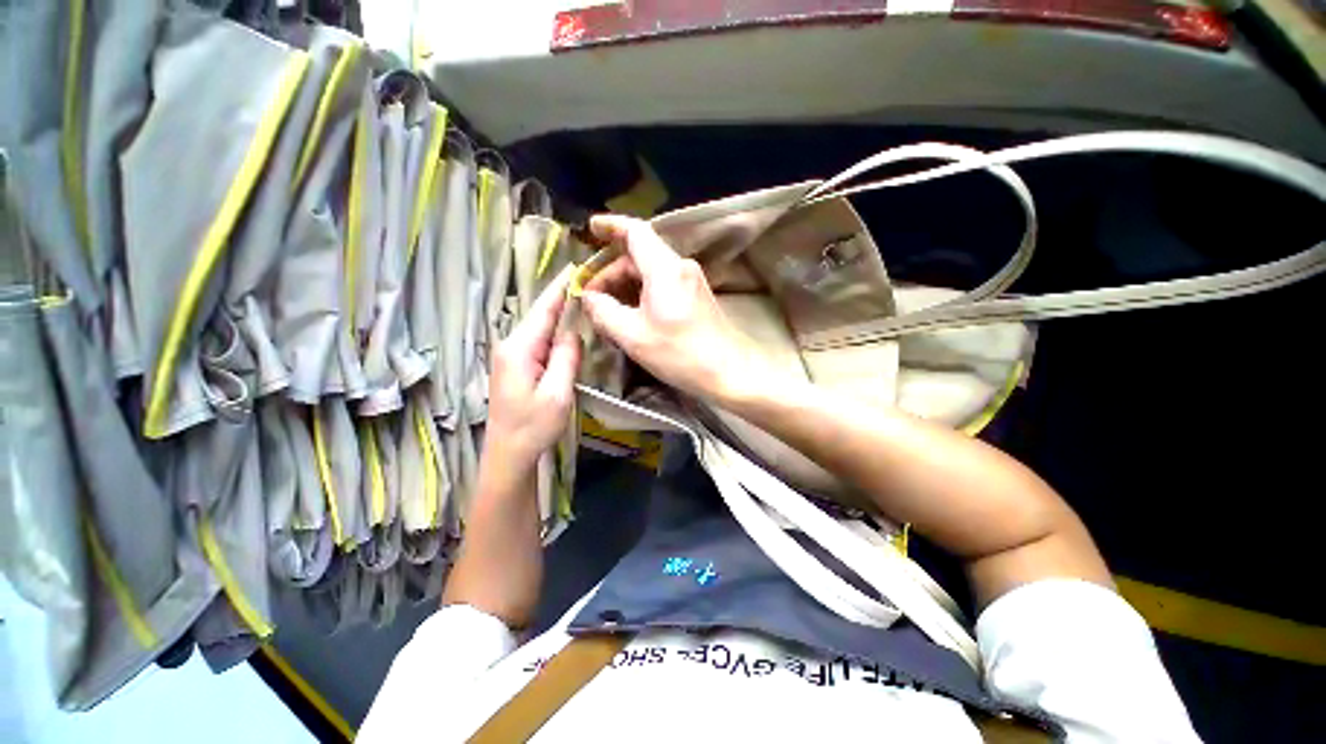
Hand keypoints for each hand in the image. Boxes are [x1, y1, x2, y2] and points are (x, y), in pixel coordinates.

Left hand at [485, 267, 581, 469]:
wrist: (508, 454)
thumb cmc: (533, 426)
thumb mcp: (557, 393)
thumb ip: (566, 358)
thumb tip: (573, 332)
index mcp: (519, 348)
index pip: (543, 309)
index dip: (560, 287)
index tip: (577, 267)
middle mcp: (511, 345)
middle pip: (540, 315)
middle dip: (563, 297)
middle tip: (589, 283)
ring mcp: (511, 355)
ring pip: (540, 328)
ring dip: (560, 314)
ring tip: (583, 299)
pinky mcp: (516, 366)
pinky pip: (539, 341)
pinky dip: (555, 332)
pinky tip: (569, 329)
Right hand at [580, 214, 758, 403]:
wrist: (729, 372)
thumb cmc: (680, 353)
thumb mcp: (633, 336)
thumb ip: (604, 312)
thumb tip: (589, 298)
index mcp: (665, 269)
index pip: (635, 231)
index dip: (611, 226)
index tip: (591, 228)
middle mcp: (680, 267)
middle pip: (640, 255)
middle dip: (611, 272)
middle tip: (592, 298)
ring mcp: (691, 281)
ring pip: (650, 272)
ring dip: (626, 286)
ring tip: (607, 311)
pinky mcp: (696, 296)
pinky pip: (663, 285)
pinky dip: (642, 294)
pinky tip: (631, 315)